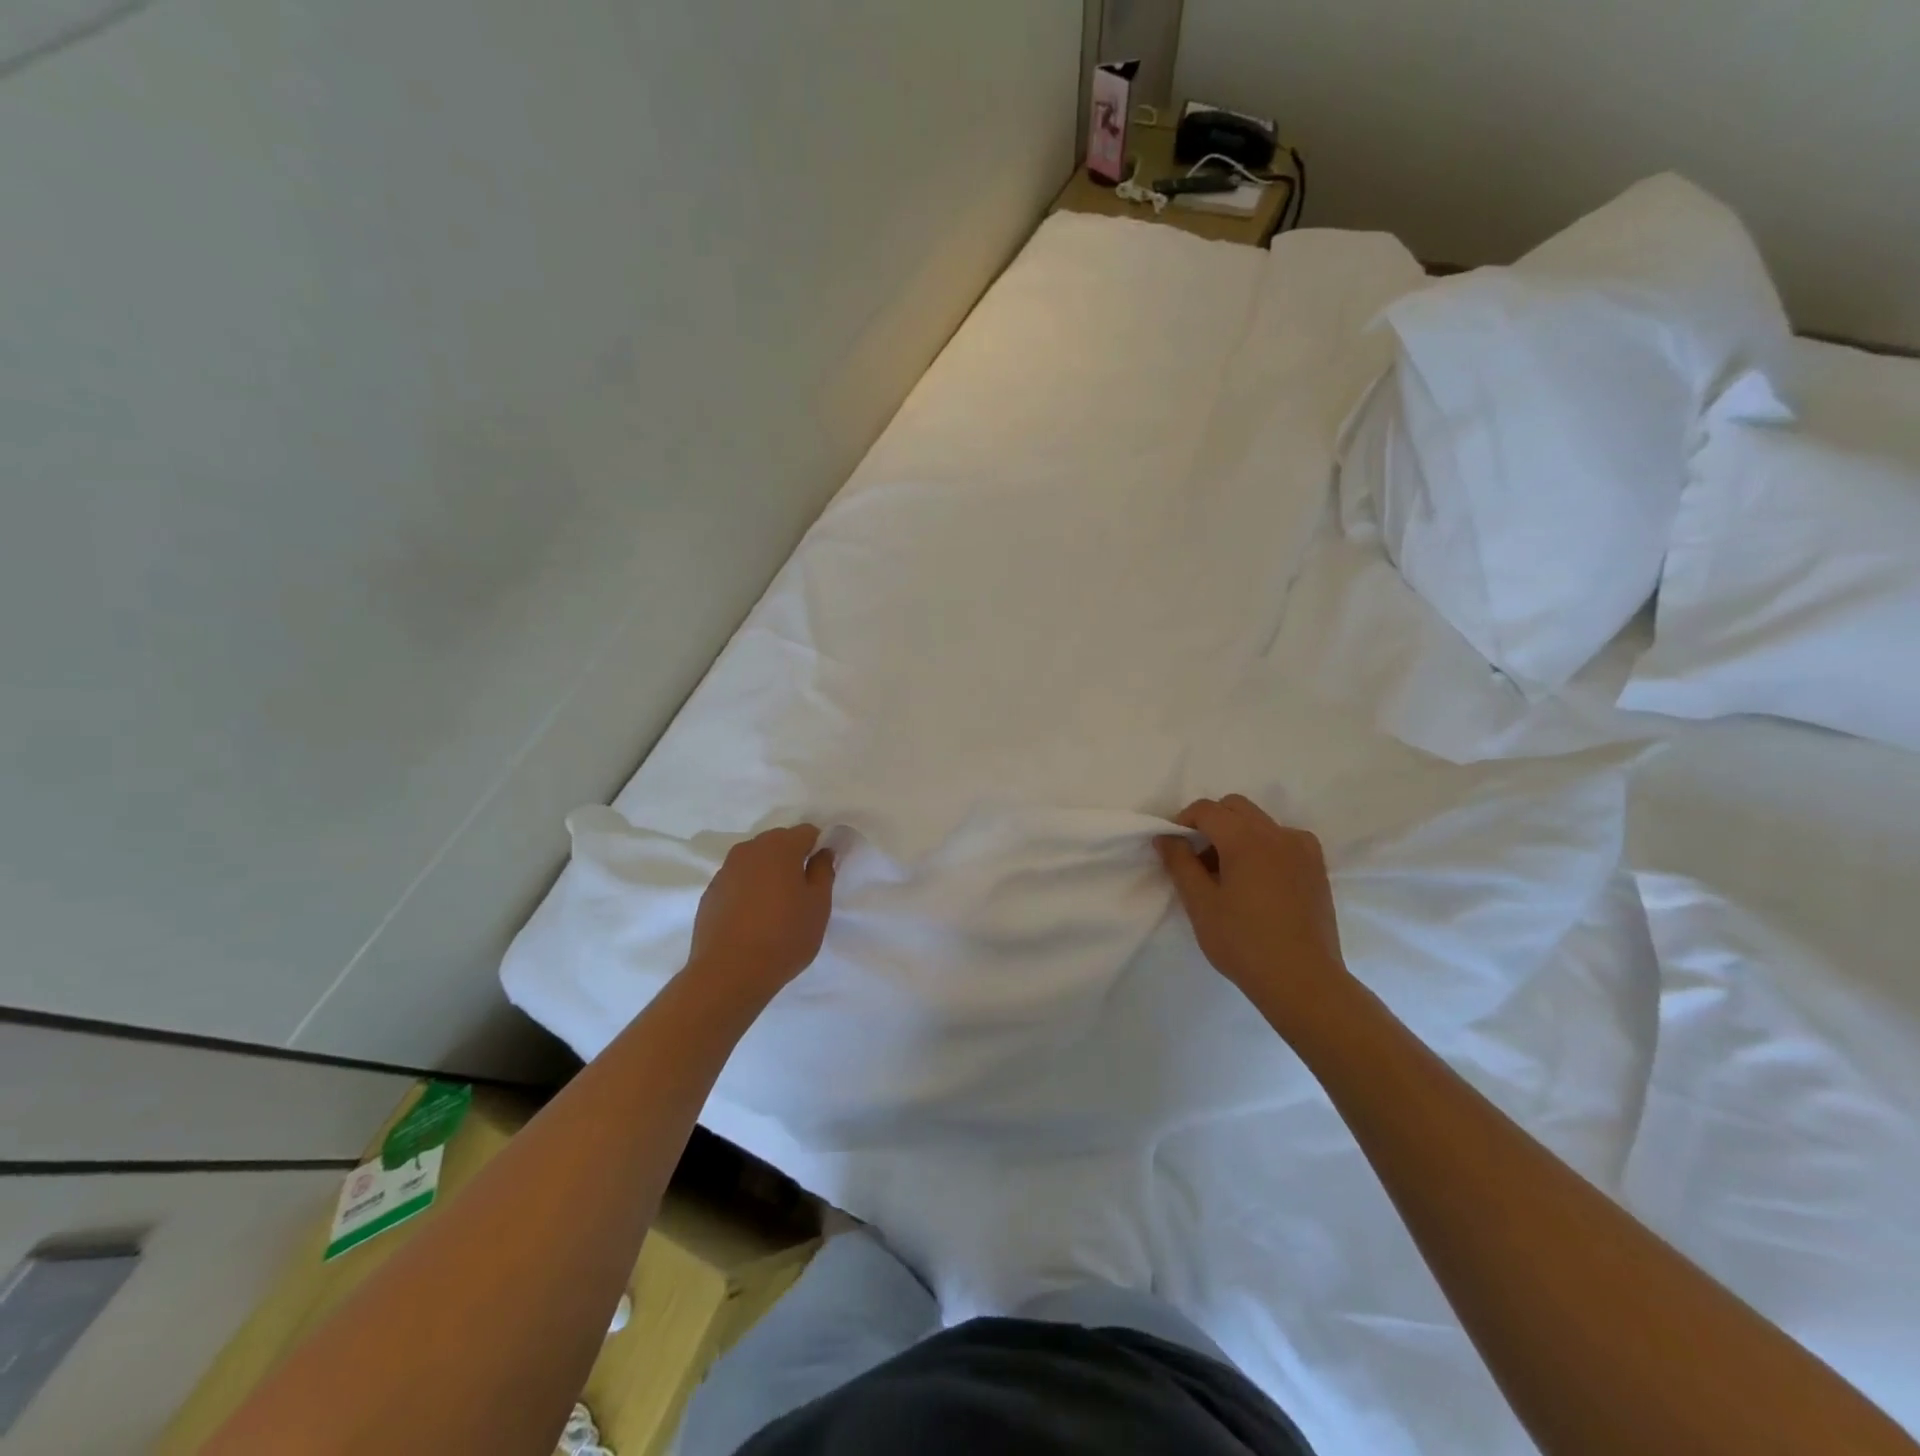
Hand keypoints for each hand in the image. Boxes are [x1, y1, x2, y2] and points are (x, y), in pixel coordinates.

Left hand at [687, 825, 835, 1002]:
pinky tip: (753, 918)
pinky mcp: (710, 892)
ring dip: (769, 874)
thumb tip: (822, 852)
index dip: (819, 848)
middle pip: (778, 842)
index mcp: (779, 847)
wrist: (728, 973)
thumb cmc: (784, 936)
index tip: (823, 873)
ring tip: (777, 906)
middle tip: (803, 891)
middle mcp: (749, 850)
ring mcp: (725, 870)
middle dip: (793, 858)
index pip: (807, 832)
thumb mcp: (818, 905)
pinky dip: (749, 890)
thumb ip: (824, 871)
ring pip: (756, 861)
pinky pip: (738, 881)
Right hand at [1156, 795, 1349, 1023]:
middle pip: (1235, 807)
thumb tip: (1166, 837)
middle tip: (1198, 860)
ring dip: (1238, 834)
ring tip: (1229, 875)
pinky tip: (1258, 882)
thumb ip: (1179, 863)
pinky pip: (1284, 840)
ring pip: (1260, 822)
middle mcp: (1277, 833)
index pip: (1206, 809)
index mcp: (1245, 838)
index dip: (1183, 822)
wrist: (1302, 980)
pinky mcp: (1317, 868)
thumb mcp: (1199, 903)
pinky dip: (1264, 847)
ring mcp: (1302, 849)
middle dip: (1211, 823)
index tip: (1174, 849)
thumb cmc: (1243, 942)